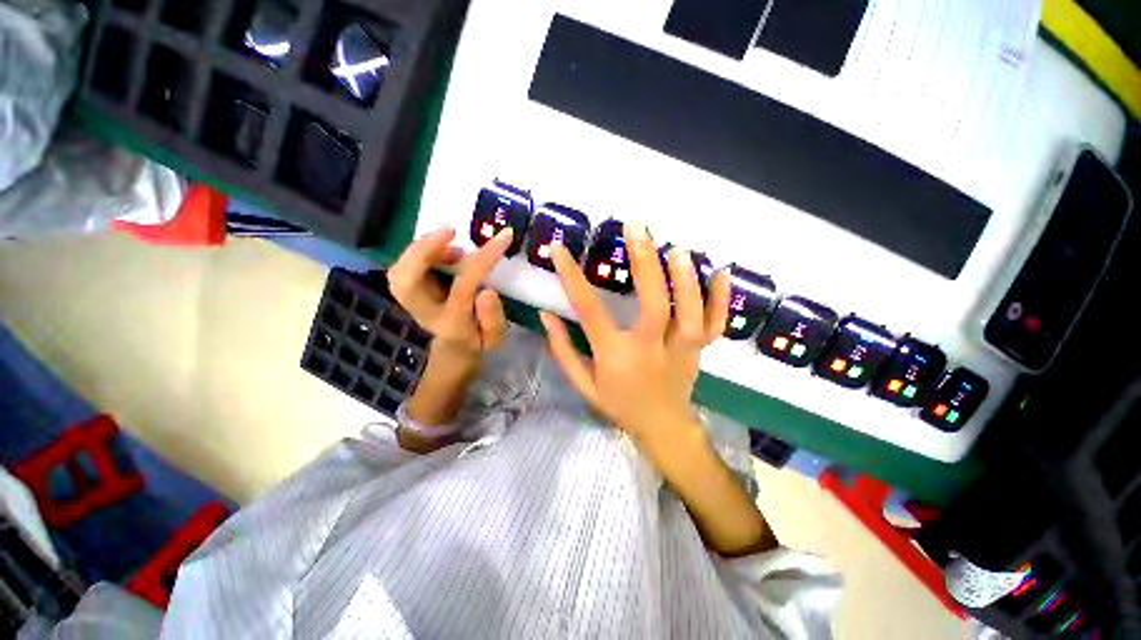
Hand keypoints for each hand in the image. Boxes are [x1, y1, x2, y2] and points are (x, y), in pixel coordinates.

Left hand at [388, 224, 511, 371]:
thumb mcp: (494, 339)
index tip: (503, 237)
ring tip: (452, 240)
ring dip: (422, 248)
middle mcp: (425, 312)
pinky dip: (420, 252)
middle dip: (423, 250)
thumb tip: (487, 291)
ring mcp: (412, 302)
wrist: (453, 351)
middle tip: (451, 230)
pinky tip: (444, 251)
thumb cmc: (478, 342)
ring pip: (399, 271)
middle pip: (404, 280)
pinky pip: (404, 268)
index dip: (483, 259)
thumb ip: (493, 319)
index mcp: (452, 323)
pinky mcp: (409, 291)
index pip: (463, 286)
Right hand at [542, 225, 775, 555]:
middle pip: (652, 304)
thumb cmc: (618, 404)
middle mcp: (650, 348)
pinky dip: (721, 299)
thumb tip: (546, 316)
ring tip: (675, 248)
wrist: (662, 427)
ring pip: (689, 312)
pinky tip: (721, 271)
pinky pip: (715, 324)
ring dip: (684, 278)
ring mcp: (681, 349)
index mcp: (615, 356)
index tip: (559, 249)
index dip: (571, 278)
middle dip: (644, 263)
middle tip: (636, 228)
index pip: (589, 312)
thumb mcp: (583, 384)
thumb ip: (563, 350)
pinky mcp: (700, 349)